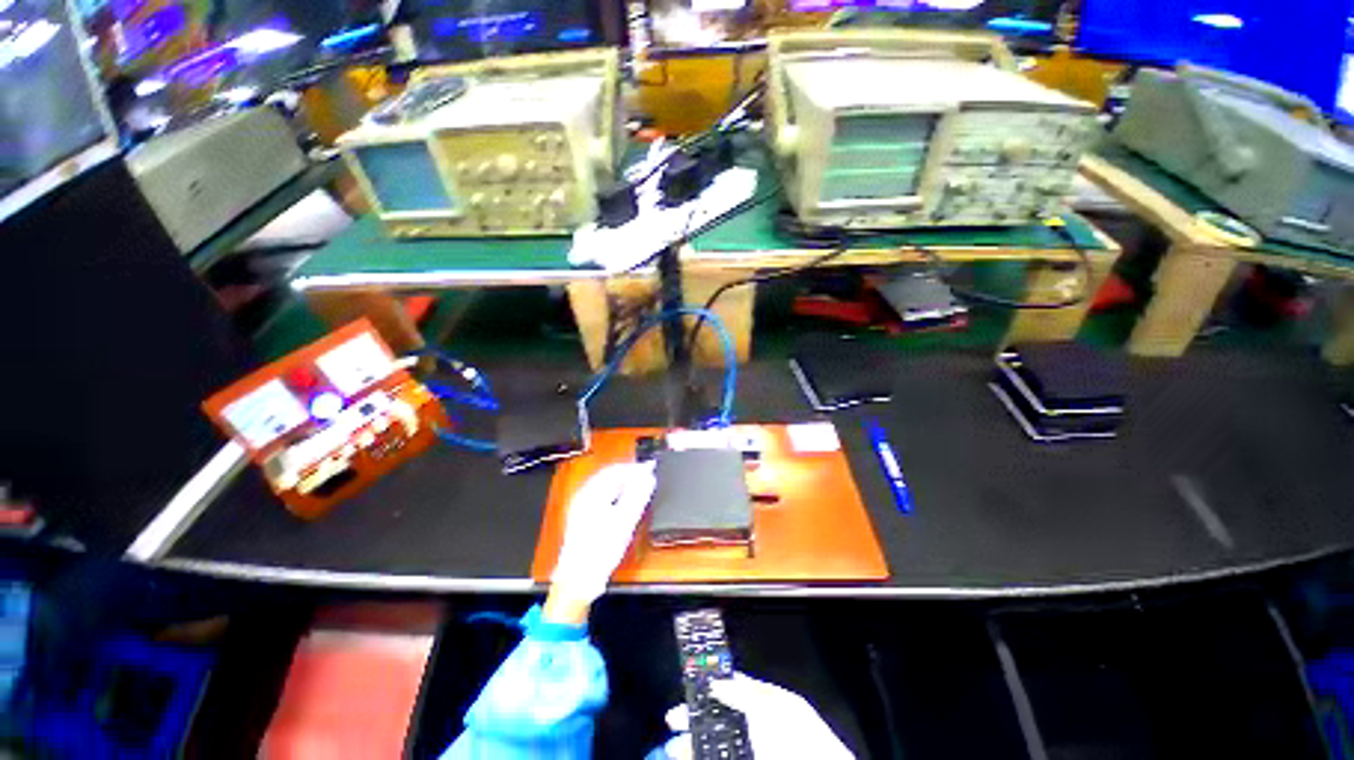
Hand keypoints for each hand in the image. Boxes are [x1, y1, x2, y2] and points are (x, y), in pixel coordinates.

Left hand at [550, 461, 656, 604]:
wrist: (578, 580)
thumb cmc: (600, 551)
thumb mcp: (624, 522)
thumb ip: (637, 496)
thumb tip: (648, 478)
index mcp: (591, 494)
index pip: (615, 470)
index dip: (635, 468)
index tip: (651, 468)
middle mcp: (583, 496)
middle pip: (609, 476)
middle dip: (629, 474)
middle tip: (648, 475)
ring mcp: (581, 506)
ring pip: (605, 485)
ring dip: (623, 482)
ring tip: (640, 485)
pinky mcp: (583, 517)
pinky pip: (602, 495)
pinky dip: (616, 492)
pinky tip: (625, 499)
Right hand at [662, 673, 852, 759]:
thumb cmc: (805, 740)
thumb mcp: (774, 707)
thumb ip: (744, 693)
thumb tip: (716, 681)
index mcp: (766, 705)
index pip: (731, 689)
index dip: (709, 686)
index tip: (688, 687)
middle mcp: (758, 728)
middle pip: (719, 719)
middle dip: (696, 718)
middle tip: (673, 720)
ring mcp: (753, 750)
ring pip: (716, 742)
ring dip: (694, 742)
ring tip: (674, 747)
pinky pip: (721, 757)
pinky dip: (702, 755)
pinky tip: (689, 756)